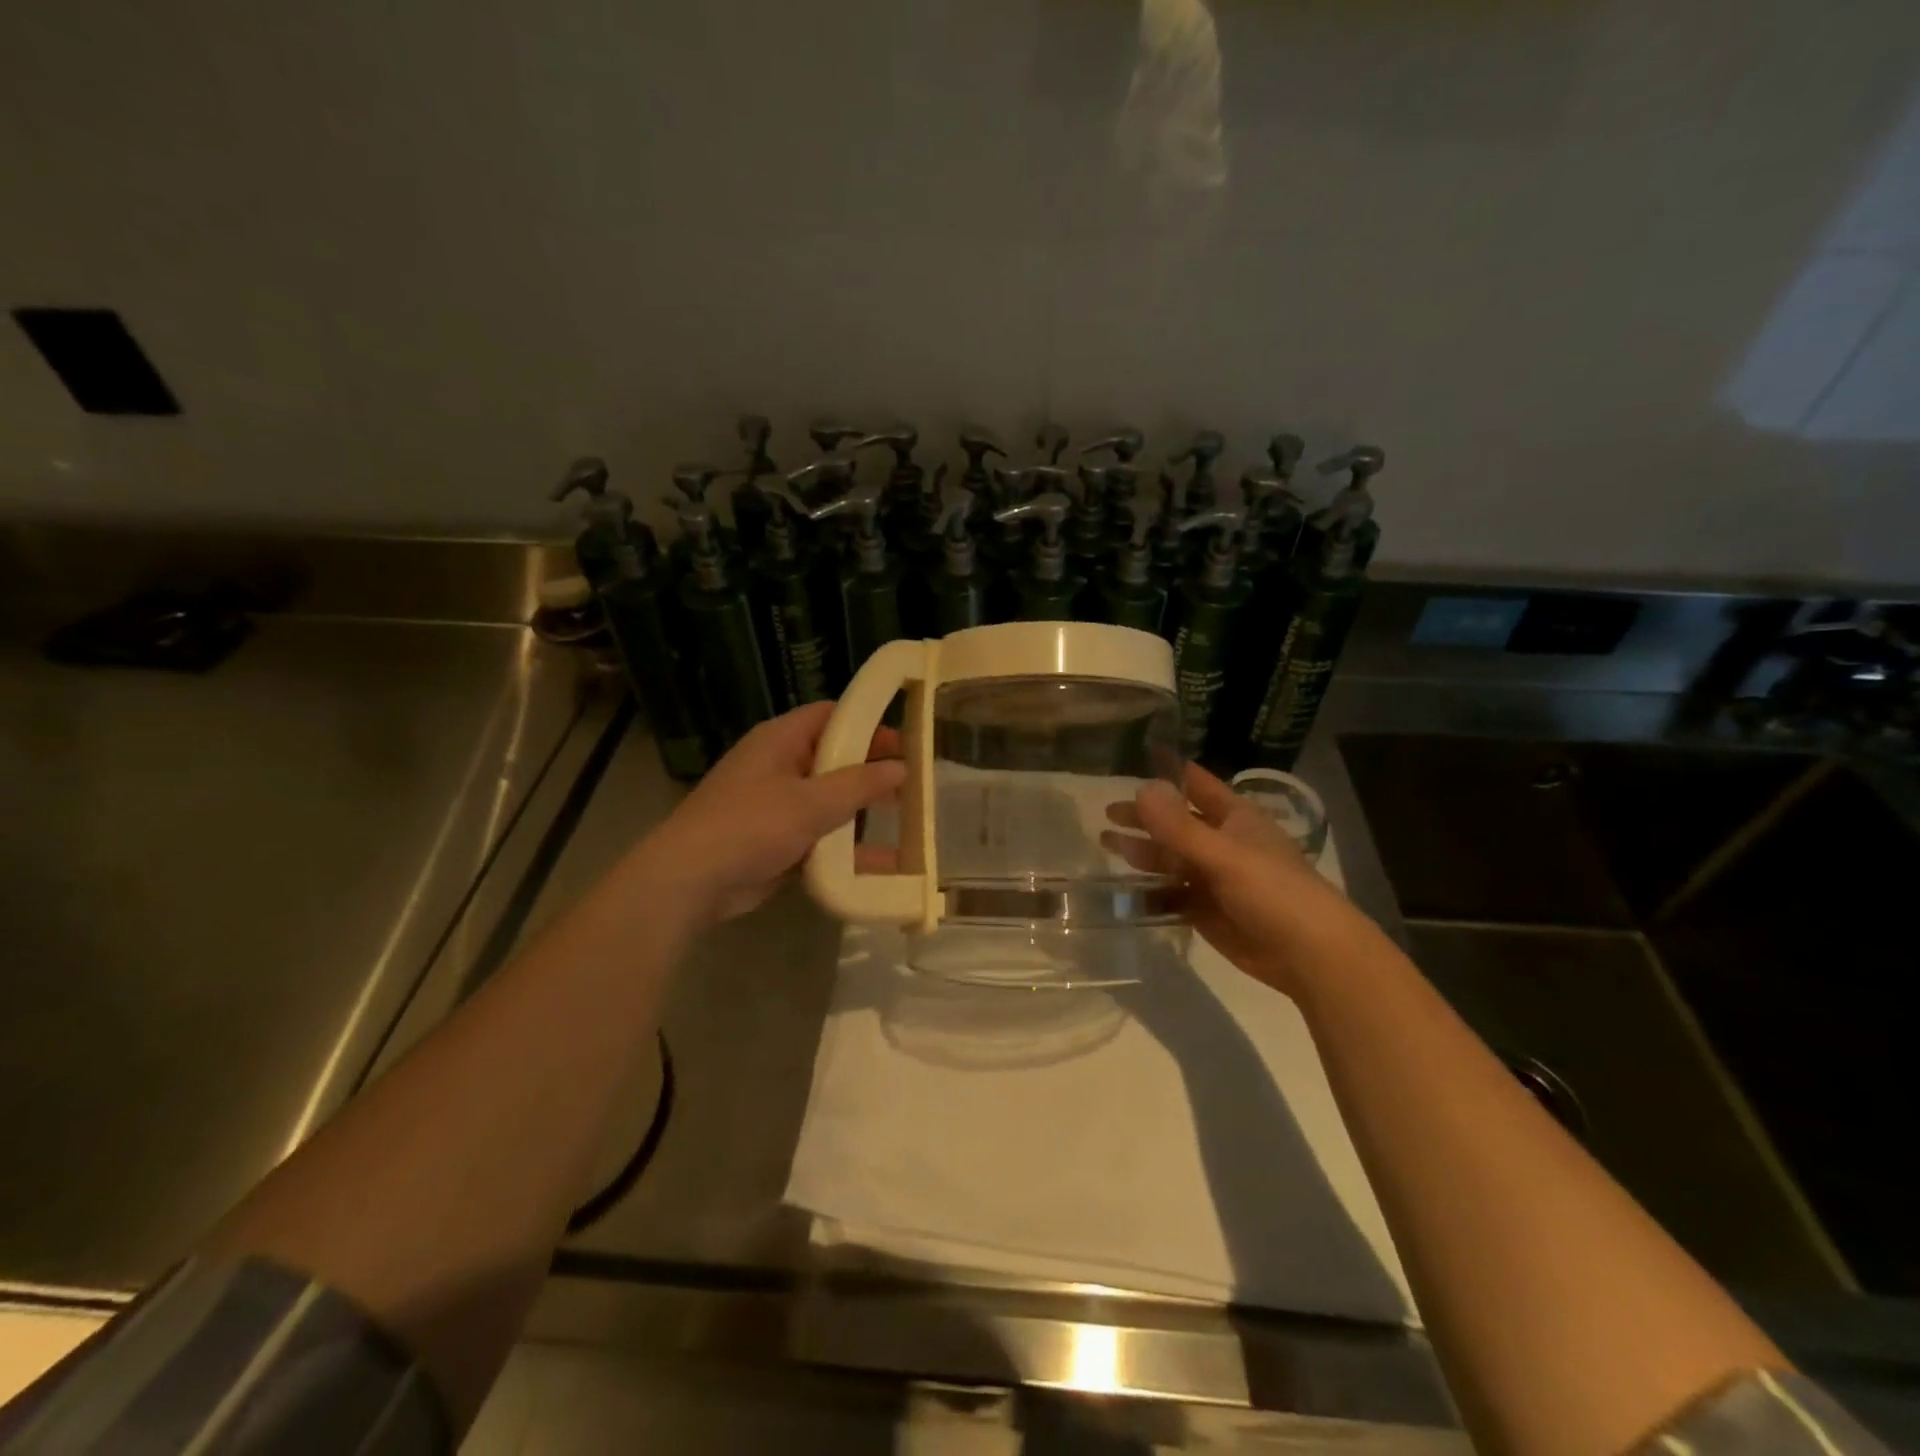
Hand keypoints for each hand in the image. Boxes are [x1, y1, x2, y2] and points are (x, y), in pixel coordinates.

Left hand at [640, 702, 905, 924]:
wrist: (691, 882)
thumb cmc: (750, 826)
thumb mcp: (811, 802)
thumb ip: (859, 785)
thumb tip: (901, 768)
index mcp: (780, 740)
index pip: (831, 716)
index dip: (868, 725)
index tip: (904, 744)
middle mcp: (779, 766)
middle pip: (834, 760)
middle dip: (870, 773)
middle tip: (911, 786)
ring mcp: (776, 805)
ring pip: (829, 801)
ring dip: (861, 813)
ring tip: (906, 824)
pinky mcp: (776, 840)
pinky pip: (820, 836)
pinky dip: (846, 846)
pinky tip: (883, 864)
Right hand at [1103, 763, 1356, 995]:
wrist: (1310, 955)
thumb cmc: (1273, 891)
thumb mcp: (1223, 854)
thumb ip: (1179, 826)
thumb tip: (1140, 787)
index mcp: (1234, 818)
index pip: (1197, 785)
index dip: (1169, 773)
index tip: (1135, 760)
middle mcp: (1222, 843)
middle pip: (1176, 824)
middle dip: (1145, 817)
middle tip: (1107, 812)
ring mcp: (1214, 879)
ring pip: (1171, 860)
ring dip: (1142, 852)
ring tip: (1105, 843)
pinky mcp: (1207, 912)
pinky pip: (1172, 895)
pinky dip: (1149, 890)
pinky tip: (1123, 888)